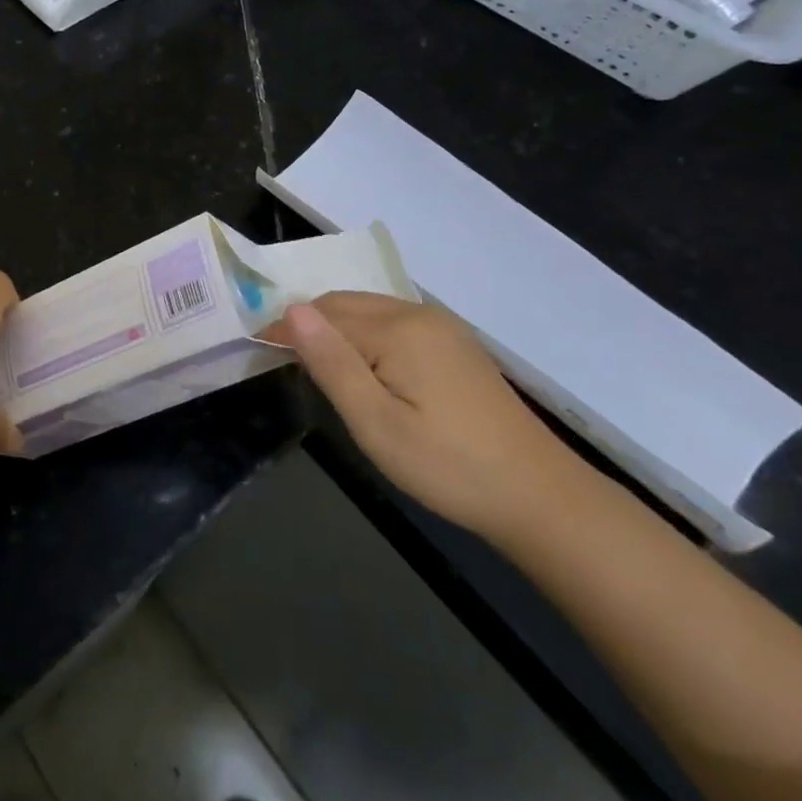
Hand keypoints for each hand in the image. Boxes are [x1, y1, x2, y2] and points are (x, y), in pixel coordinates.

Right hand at [266, 292, 585, 542]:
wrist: (540, 496)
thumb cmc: (447, 466)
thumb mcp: (376, 423)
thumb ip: (332, 363)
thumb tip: (291, 309)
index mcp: (396, 329)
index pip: (323, 313)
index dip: (287, 328)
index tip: (261, 350)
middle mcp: (417, 314)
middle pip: (345, 304)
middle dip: (310, 323)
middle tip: (286, 361)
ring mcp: (441, 327)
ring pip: (369, 310)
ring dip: (336, 327)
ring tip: (318, 364)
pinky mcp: (455, 345)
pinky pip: (393, 322)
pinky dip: (364, 333)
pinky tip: (365, 366)